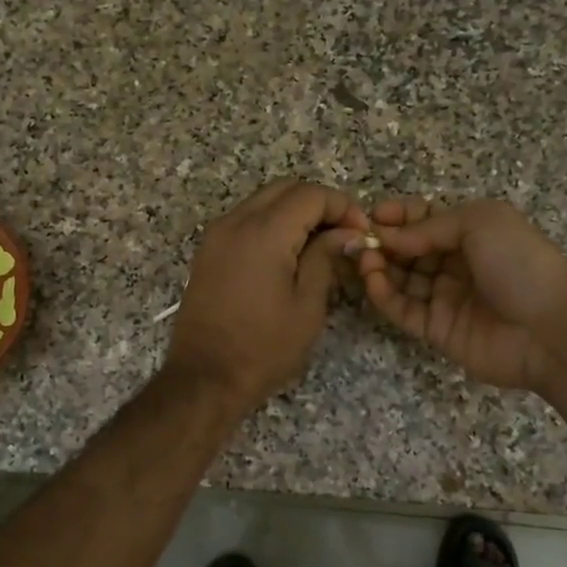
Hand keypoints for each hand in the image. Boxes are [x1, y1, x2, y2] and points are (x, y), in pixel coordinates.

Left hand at [164, 181, 368, 415]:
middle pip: (285, 189)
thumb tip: (345, 233)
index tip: (361, 233)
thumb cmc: (263, 348)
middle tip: (343, 236)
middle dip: (319, 204)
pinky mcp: (207, 252)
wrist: (204, 377)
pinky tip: (288, 256)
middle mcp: (235, 222)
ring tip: (319, 246)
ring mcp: (216, 235)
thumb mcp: (307, 306)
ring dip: (294, 213)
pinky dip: (271, 225)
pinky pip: (245, 221)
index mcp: (263, 232)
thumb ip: (326, 258)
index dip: (343, 207)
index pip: (310, 194)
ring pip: (263, 201)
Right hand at [358, 198, 566, 390]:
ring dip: (377, 266)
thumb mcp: (480, 223)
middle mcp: (454, 263)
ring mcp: (443, 297)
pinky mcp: (434, 329)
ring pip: (399, 278)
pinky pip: (401, 309)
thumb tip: (386, 236)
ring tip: (363, 259)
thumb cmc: (520, 263)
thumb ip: (428, 226)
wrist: (553, 329)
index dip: (397, 216)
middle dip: (381, 241)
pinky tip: (372, 281)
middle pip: (406, 249)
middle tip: (357, 239)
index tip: (370, 215)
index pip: (422, 219)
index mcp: (470, 232)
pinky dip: (383, 295)